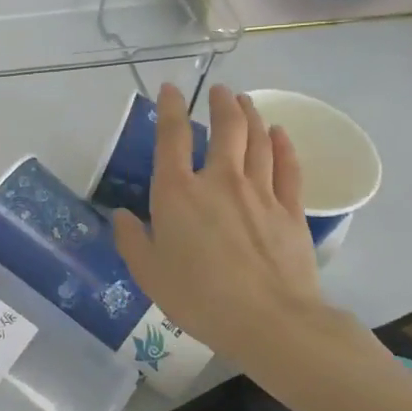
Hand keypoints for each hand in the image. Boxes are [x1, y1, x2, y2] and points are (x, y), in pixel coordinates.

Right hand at [111, 83, 329, 367]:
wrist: (269, 321)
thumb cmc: (197, 297)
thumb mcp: (147, 272)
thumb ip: (130, 239)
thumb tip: (121, 215)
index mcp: (177, 193)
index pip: (171, 138)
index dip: (169, 109)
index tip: (171, 89)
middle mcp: (219, 181)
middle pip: (225, 129)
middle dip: (221, 104)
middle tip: (220, 90)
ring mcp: (260, 193)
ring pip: (257, 142)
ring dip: (250, 116)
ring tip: (245, 102)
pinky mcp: (290, 211)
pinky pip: (288, 168)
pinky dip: (282, 146)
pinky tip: (279, 134)